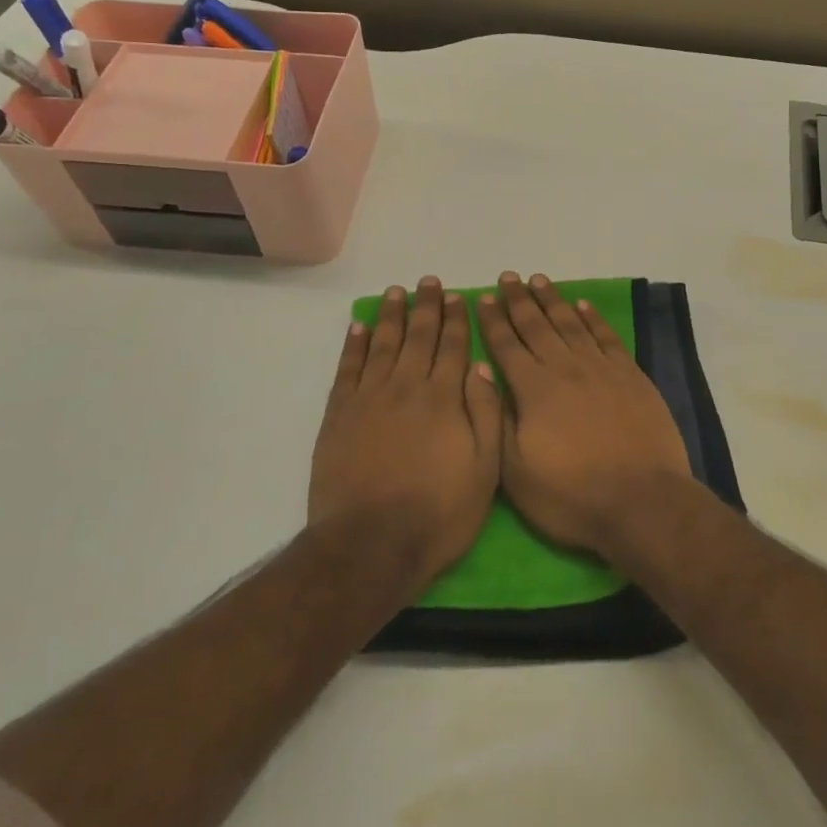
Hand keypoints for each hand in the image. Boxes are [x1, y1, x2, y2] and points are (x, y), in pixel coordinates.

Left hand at [309, 278, 502, 588]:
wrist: (370, 544)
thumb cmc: (438, 513)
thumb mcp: (484, 470)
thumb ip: (486, 414)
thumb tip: (480, 366)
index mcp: (444, 398)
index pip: (453, 347)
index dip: (456, 320)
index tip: (458, 296)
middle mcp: (407, 387)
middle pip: (419, 337)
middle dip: (427, 307)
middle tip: (429, 282)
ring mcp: (370, 398)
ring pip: (382, 343)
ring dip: (391, 315)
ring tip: (397, 292)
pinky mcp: (340, 414)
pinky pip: (348, 368)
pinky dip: (353, 345)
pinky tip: (358, 327)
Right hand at [479, 272, 692, 558]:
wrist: (642, 501)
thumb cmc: (572, 496)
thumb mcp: (517, 473)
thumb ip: (499, 421)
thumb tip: (487, 377)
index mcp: (534, 390)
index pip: (506, 346)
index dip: (493, 321)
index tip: (484, 297)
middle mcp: (565, 368)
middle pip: (537, 325)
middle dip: (519, 300)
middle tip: (509, 276)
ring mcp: (601, 369)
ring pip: (570, 323)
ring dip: (552, 300)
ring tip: (539, 280)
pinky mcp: (630, 375)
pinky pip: (606, 336)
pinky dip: (593, 318)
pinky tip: (583, 305)